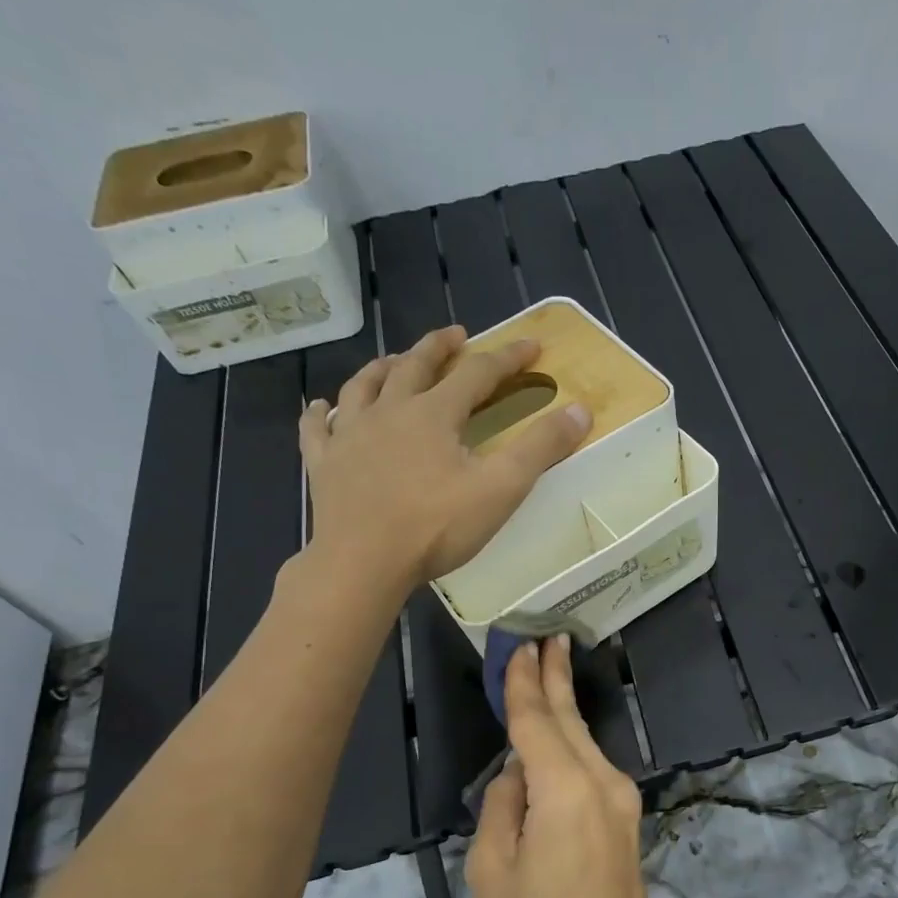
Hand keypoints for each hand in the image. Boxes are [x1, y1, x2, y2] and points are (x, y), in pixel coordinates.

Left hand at [298, 326, 590, 584]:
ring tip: (393, 361)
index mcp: (433, 414)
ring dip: (382, 368)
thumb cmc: (436, 526)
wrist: (363, 561)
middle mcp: (388, 411)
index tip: (532, 346)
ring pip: (363, 386)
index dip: (507, 358)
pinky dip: (321, 414)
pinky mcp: (324, 464)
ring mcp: (350, 435)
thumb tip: (579, 409)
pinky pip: (318, 429)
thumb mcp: (501, 488)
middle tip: (456, 335)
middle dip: (439, 347)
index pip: (477, 373)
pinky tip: (321, 408)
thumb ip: (541, 447)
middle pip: (415, 366)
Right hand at [467, 639, 676, 897]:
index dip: (523, 684)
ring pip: (583, 740)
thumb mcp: (493, 873)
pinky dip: (569, 742)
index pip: (537, 722)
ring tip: (547, 670)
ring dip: (563, 706)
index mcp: (564, 791)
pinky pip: (590, 766)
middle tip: (545, 638)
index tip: (519, 646)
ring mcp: (620, 799)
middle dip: (555, 678)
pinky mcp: (625, 817)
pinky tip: (555, 732)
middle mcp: (601, 782)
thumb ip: (501, 808)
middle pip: (570, 720)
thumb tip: (516, 774)